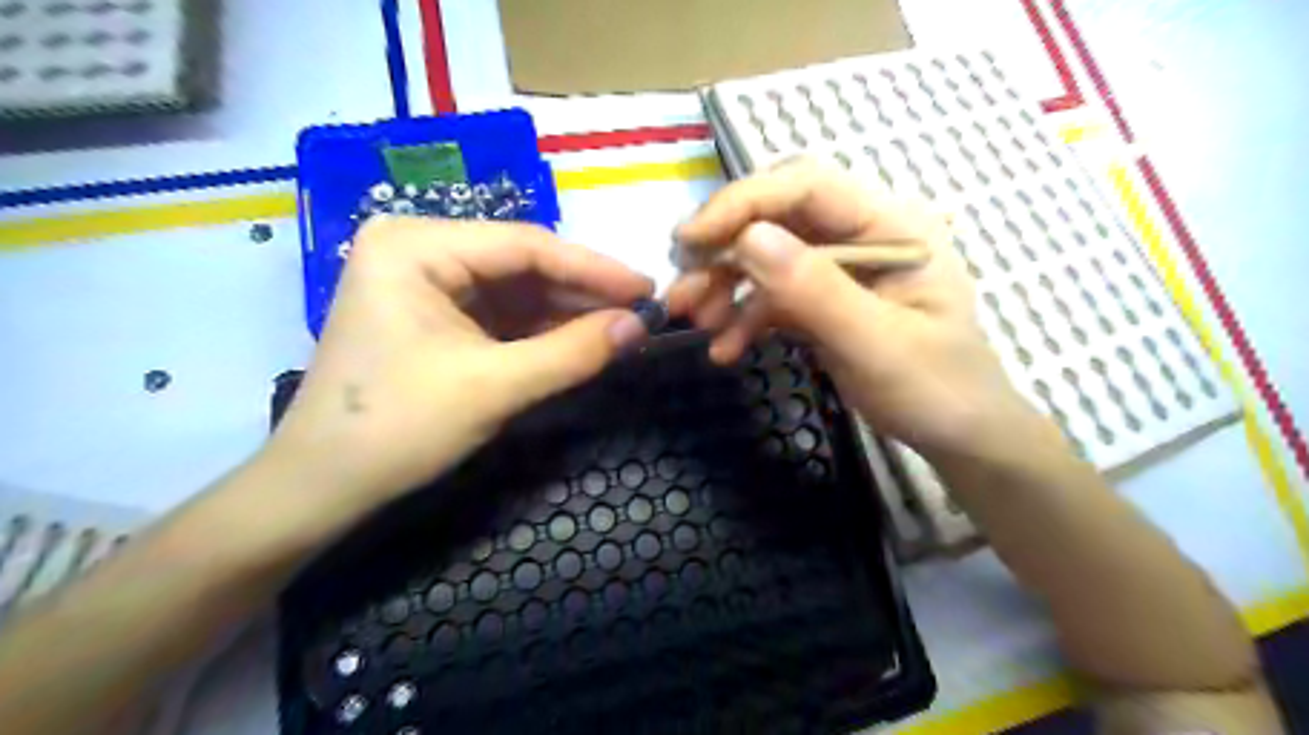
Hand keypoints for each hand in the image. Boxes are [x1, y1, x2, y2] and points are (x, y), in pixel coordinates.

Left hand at [267, 217, 654, 501]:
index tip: (649, 288)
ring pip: (517, 290)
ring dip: (569, 312)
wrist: (322, 487)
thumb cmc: (397, 428)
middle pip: (522, 264)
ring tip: (624, 327)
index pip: (525, 246)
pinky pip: (502, 314)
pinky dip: (543, 330)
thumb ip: (573, 353)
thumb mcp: (494, 387)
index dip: (595, 269)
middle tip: (643, 311)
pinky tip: (583, 338)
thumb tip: (641, 325)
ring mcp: (425, 282)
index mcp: (415, 245)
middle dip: (583, 292)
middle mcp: (419, 249)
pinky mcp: (435, 315)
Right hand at [675, 157, 1031, 452]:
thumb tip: (748, 238)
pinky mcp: (824, 301)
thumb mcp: (878, 343)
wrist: (958, 435)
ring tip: (695, 322)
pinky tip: (725, 349)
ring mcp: (840, 269)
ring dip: (727, 288)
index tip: (692, 240)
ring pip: (767, 258)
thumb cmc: (936, 388)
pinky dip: (744, 319)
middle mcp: (862, 234)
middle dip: (725, 250)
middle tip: (682, 287)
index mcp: (891, 225)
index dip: (744, 203)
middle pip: (778, 219)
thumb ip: (816, 291)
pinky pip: (773, 297)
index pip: (807, 186)